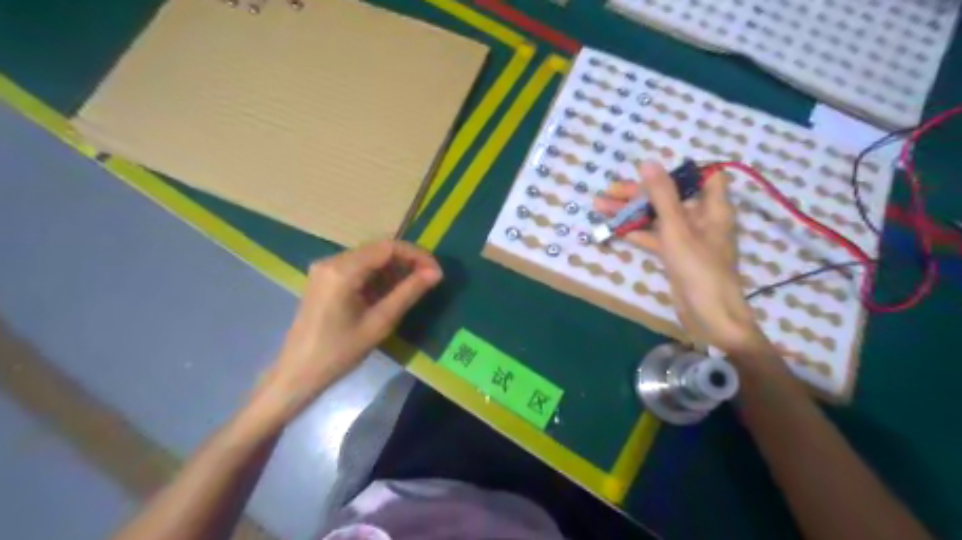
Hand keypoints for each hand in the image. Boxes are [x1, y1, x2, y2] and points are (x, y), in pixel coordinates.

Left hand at [255, 240, 438, 418]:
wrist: (297, 372)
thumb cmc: (339, 352)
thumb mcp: (379, 323)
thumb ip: (408, 293)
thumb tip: (436, 273)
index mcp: (342, 270)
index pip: (387, 247)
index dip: (416, 255)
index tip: (436, 272)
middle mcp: (331, 260)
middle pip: (378, 248)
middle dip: (407, 260)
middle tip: (429, 279)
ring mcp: (325, 268)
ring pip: (369, 256)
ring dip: (394, 267)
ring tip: (415, 286)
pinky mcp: (324, 278)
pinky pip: (358, 267)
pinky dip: (379, 275)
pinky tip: (391, 290)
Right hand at [599, 161, 771, 353]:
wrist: (708, 315)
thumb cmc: (698, 268)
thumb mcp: (677, 228)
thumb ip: (662, 196)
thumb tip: (648, 163)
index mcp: (712, 208)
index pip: (705, 176)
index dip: (680, 171)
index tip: (652, 171)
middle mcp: (702, 219)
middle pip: (670, 197)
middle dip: (640, 193)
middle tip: (609, 191)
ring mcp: (687, 238)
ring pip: (658, 217)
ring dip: (632, 212)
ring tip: (600, 206)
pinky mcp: (675, 254)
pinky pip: (655, 236)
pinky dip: (636, 231)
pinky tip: (613, 227)